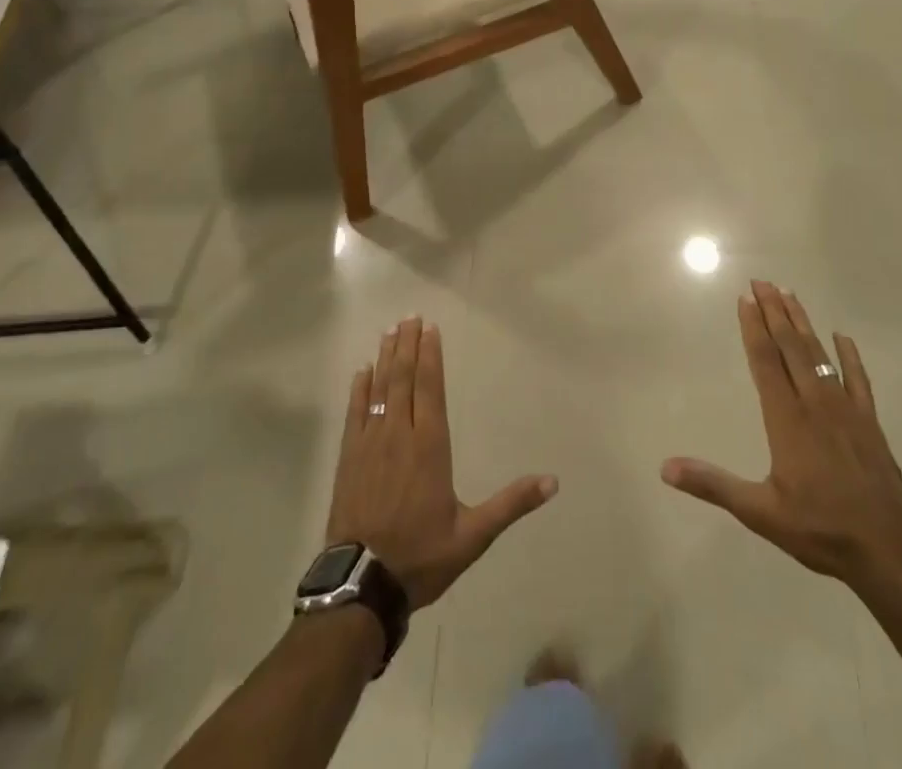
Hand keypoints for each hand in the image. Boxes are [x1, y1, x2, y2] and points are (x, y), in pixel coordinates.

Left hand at [326, 318, 556, 610]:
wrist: (362, 585)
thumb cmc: (422, 555)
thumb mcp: (474, 535)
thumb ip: (511, 503)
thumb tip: (552, 482)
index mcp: (430, 446)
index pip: (430, 389)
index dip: (431, 357)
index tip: (430, 329)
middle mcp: (399, 435)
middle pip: (404, 379)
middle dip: (408, 346)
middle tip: (410, 317)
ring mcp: (370, 444)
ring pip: (380, 389)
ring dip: (386, 358)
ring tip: (390, 332)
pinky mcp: (349, 458)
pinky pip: (356, 413)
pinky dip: (359, 389)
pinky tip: (361, 371)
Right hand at [663, 281, 901, 589]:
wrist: (889, 551)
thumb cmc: (820, 529)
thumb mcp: (760, 512)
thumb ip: (713, 484)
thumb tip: (666, 468)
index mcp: (787, 419)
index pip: (765, 361)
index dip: (753, 328)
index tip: (744, 298)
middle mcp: (815, 403)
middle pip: (791, 346)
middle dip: (774, 312)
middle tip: (762, 281)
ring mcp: (846, 410)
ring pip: (819, 355)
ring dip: (802, 323)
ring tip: (789, 294)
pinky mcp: (870, 423)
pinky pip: (859, 380)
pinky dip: (849, 356)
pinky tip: (843, 337)